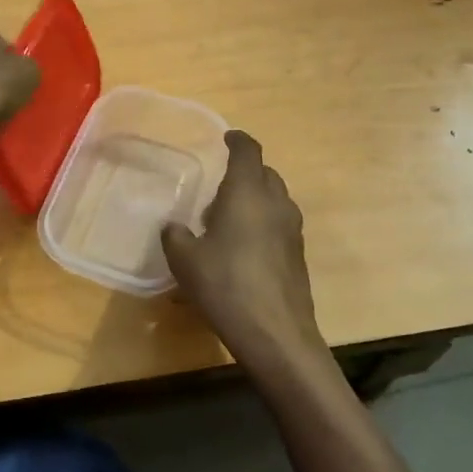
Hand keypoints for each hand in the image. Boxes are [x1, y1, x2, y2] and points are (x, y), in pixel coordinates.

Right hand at [163, 131, 327, 380]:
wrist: (275, 333)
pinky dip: (263, 223)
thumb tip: (174, 227)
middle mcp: (275, 203)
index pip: (248, 151)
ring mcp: (292, 230)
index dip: (237, 140)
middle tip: (218, 187)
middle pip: (265, 173)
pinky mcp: (297, 255)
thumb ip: (175, 236)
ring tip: (227, 219)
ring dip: (254, 199)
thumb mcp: (185, 260)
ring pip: (275, 199)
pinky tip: (242, 248)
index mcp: (247, 193)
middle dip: (245, 172)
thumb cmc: (226, 285)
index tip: (226, 138)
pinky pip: (279, 224)